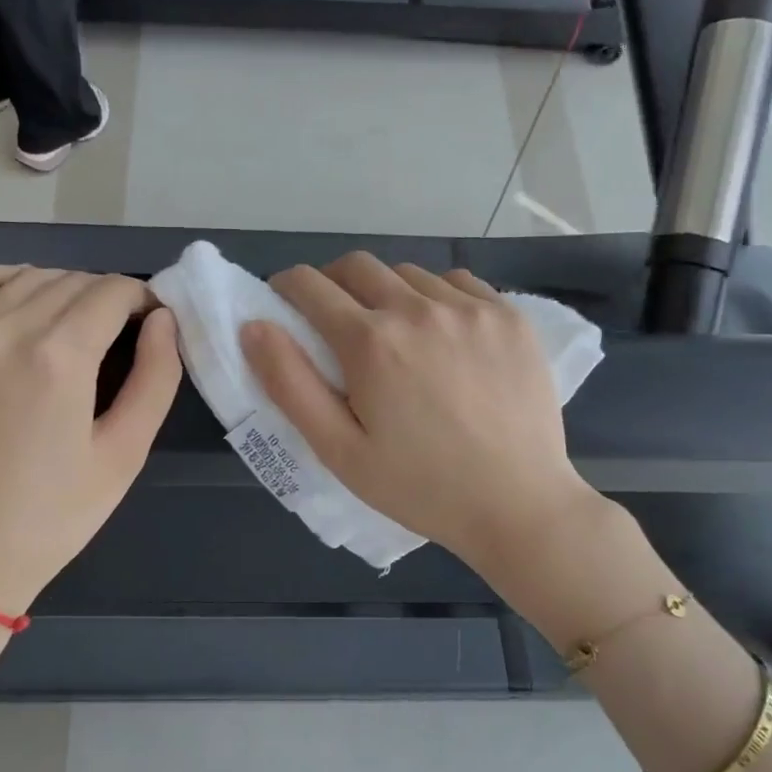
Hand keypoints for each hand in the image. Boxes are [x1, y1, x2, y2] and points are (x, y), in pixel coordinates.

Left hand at [0, 267, 180, 624]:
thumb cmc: (51, 518)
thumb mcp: (124, 455)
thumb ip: (155, 380)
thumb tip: (164, 323)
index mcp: (60, 356)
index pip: (113, 293)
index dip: (145, 300)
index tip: (158, 325)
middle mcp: (8, 331)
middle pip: (73, 283)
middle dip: (112, 297)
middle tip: (131, 334)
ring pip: (25, 280)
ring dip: (65, 288)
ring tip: (85, 322)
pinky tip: (21, 291)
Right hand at [240, 253, 598, 570]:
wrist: (517, 505)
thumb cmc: (419, 487)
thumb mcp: (339, 449)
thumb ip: (290, 384)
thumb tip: (254, 326)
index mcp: (371, 342)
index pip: (310, 285)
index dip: (287, 288)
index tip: (284, 303)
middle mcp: (419, 308)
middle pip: (357, 265)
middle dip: (332, 282)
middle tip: (334, 319)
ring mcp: (471, 308)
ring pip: (409, 273)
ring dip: (386, 291)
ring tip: (394, 332)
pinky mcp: (509, 316)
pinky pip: (458, 282)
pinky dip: (436, 295)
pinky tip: (443, 332)